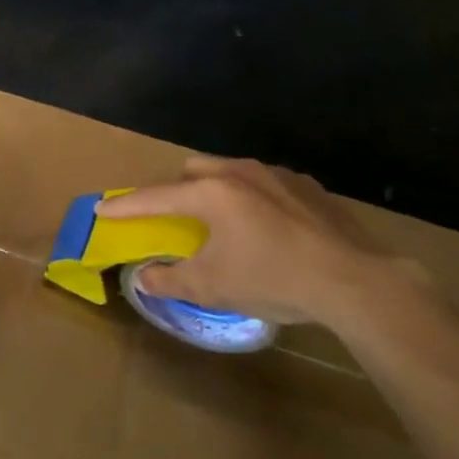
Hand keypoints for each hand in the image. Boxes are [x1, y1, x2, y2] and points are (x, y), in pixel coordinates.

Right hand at [96, 156, 434, 337]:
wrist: (355, 281)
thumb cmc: (273, 279)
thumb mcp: (212, 286)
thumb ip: (170, 279)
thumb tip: (143, 277)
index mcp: (211, 193)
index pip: (155, 197)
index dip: (125, 206)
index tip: (102, 209)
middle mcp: (239, 172)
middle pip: (192, 171)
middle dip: (174, 189)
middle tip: (172, 217)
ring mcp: (277, 175)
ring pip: (230, 171)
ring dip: (214, 190)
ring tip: (220, 221)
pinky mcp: (308, 187)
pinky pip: (264, 183)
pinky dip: (251, 198)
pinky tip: (265, 226)